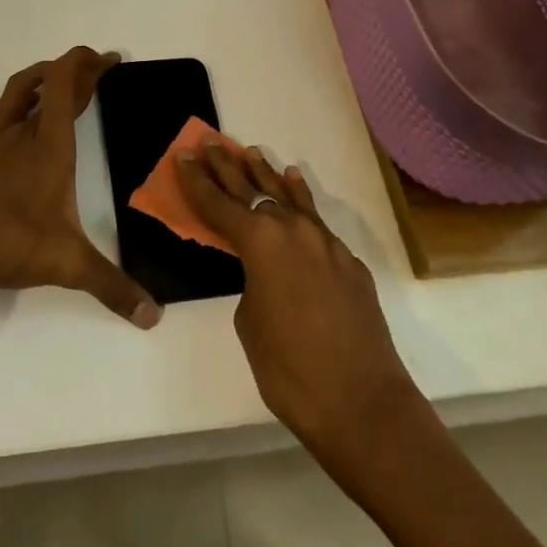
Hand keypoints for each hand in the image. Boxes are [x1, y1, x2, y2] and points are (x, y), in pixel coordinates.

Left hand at [0, 47, 160, 328]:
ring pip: (14, 90)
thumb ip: (113, 287)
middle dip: (75, 70)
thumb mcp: (69, 266)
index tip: (109, 59)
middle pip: (48, 83)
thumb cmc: (12, 244)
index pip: (67, 84)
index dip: (88, 63)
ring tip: (54, 81)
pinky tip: (3, 111)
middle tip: (96, 69)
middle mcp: (22, 133)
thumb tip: (153, 316)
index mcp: (51, 146)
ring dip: (37, 78)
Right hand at [177, 144, 420, 455]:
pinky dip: (300, 199)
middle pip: (252, 189)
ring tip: (251, 151)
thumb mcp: (250, 323)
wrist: (364, 404)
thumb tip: (265, 273)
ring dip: (266, 174)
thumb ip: (251, 283)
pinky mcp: (348, 261)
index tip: (183, 155)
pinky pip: (316, 220)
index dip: (197, 181)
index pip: (219, 203)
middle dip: (227, 166)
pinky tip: (295, 184)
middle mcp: (293, 230)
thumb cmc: (292, 370)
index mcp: (261, 243)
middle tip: (209, 142)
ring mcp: (325, 242)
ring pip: (288, 196)